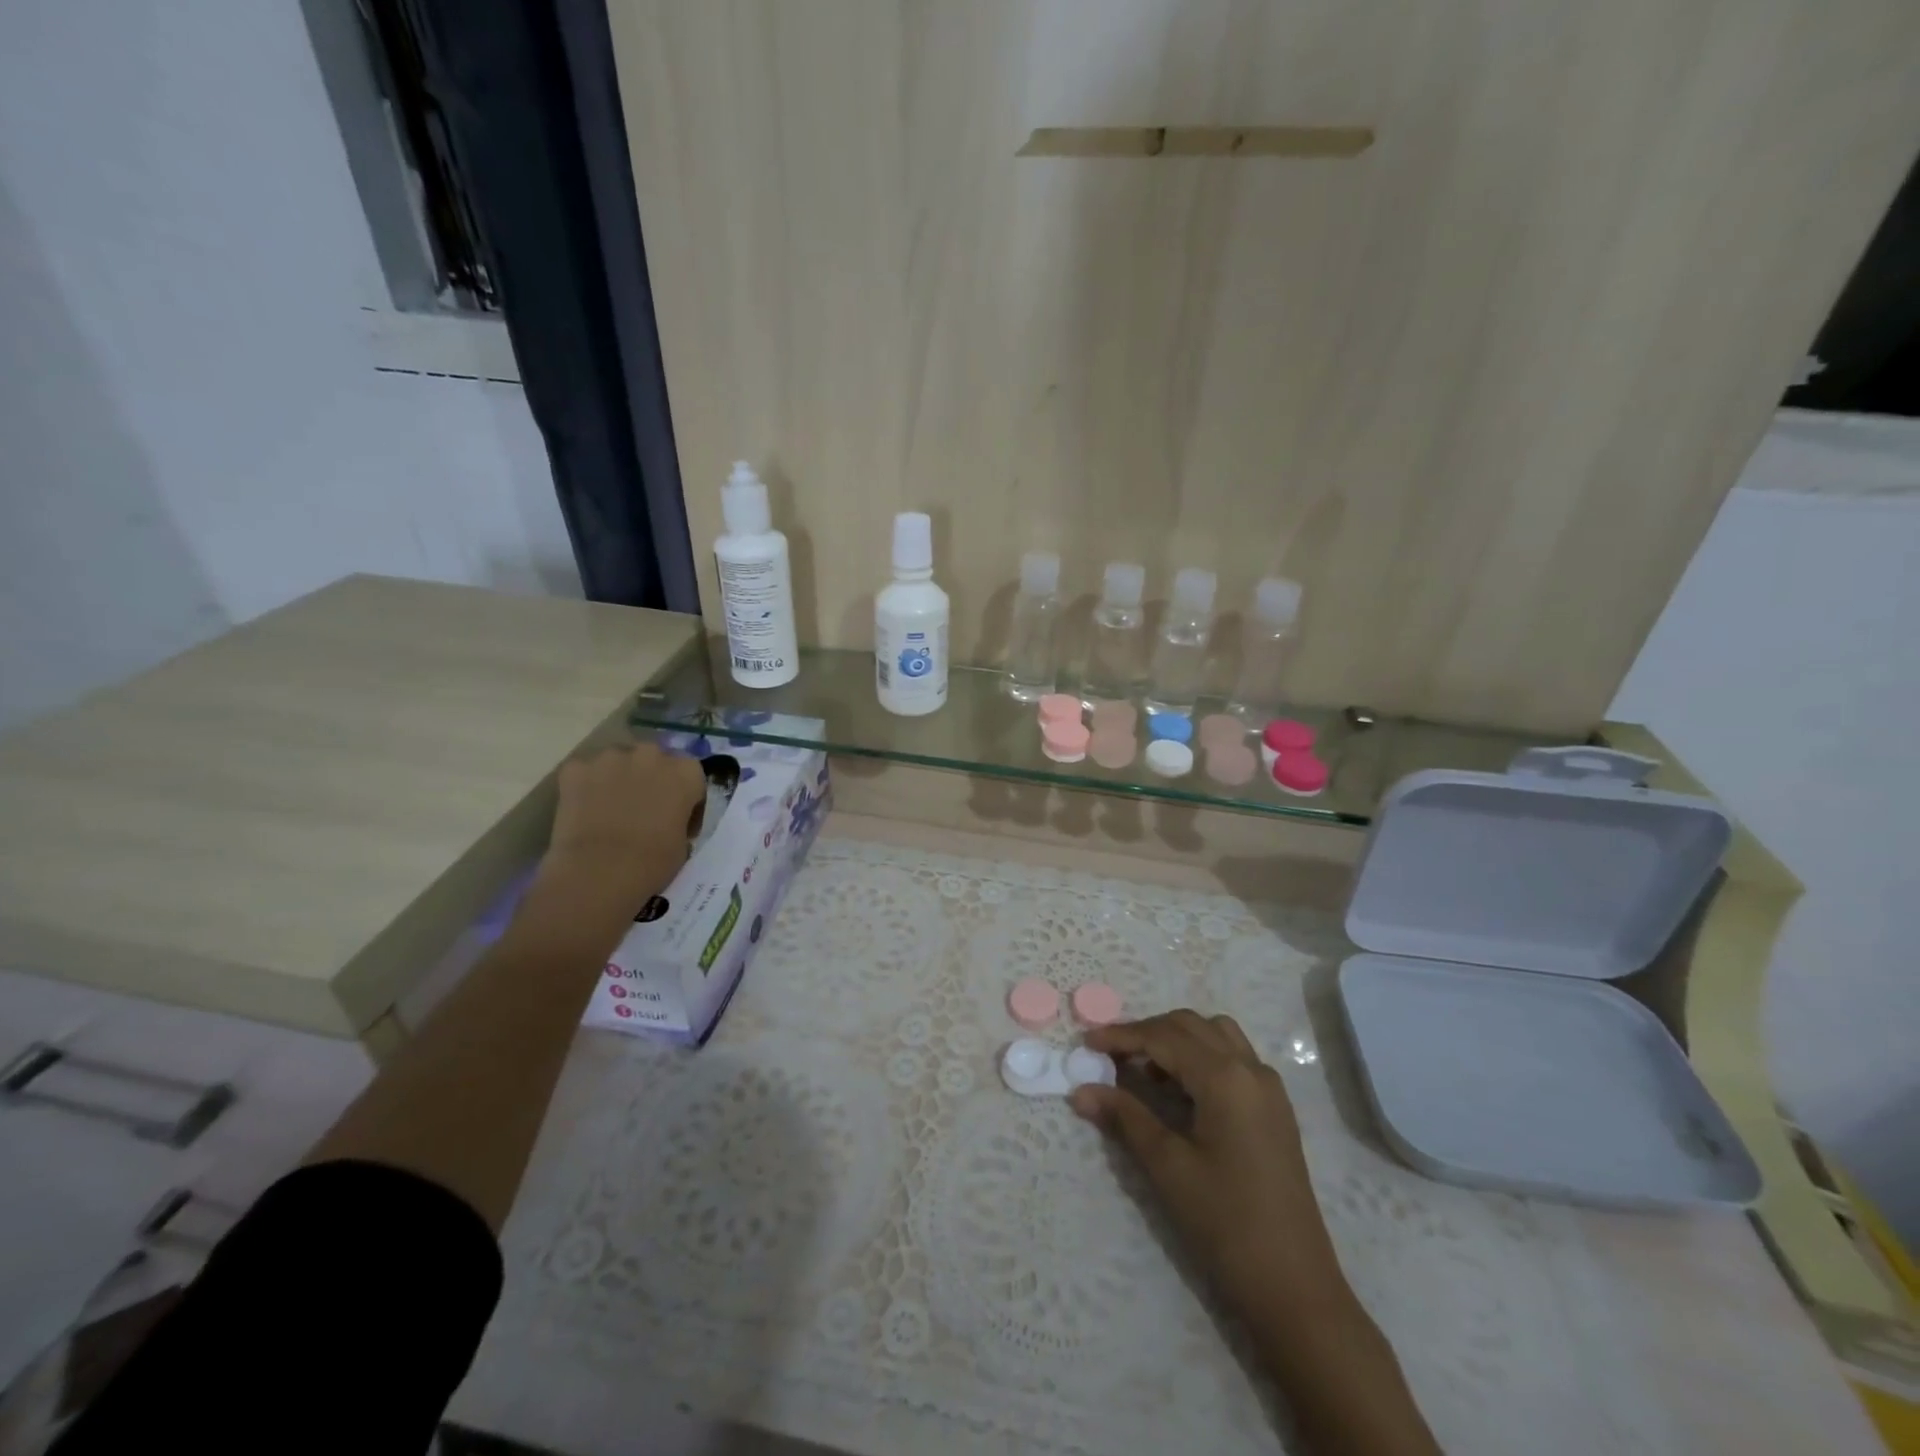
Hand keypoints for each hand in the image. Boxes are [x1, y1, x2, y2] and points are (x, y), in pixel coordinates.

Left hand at [532, 742, 706, 922]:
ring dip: (618, 778)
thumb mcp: (683, 842)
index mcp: (685, 772)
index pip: (691, 775)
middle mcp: (651, 755)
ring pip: (618, 762)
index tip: (678, 818)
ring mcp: (610, 759)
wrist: (599, 872)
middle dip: (651, 778)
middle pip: (654, 759)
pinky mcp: (576, 769)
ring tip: (611, 808)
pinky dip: (585, 786)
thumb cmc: (652, 862)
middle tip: (644, 809)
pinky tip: (584, 809)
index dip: (685, 796)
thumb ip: (679, 819)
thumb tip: (667, 820)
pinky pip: (584, 772)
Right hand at [1070, 1010, 1345, 1320]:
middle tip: (1110, 1055)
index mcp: (1225, 1077)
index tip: (1085, 1042)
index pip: (1163, 1037)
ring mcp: (1268, 1088)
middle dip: (1147, 1032)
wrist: (1295, 1289)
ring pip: (1215, 1035)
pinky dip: (1201, 1056)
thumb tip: (1080, 1091)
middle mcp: (1250, 1069)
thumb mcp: (1168, 1167)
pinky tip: (1181, 1091)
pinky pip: (1233, 1057)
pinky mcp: (1275, 1109)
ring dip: (1177, 1039)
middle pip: (1190, 1026)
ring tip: (1146, 1071)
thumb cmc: (1226, 1224)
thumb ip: (1125, 1117)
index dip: (1121, 1036)